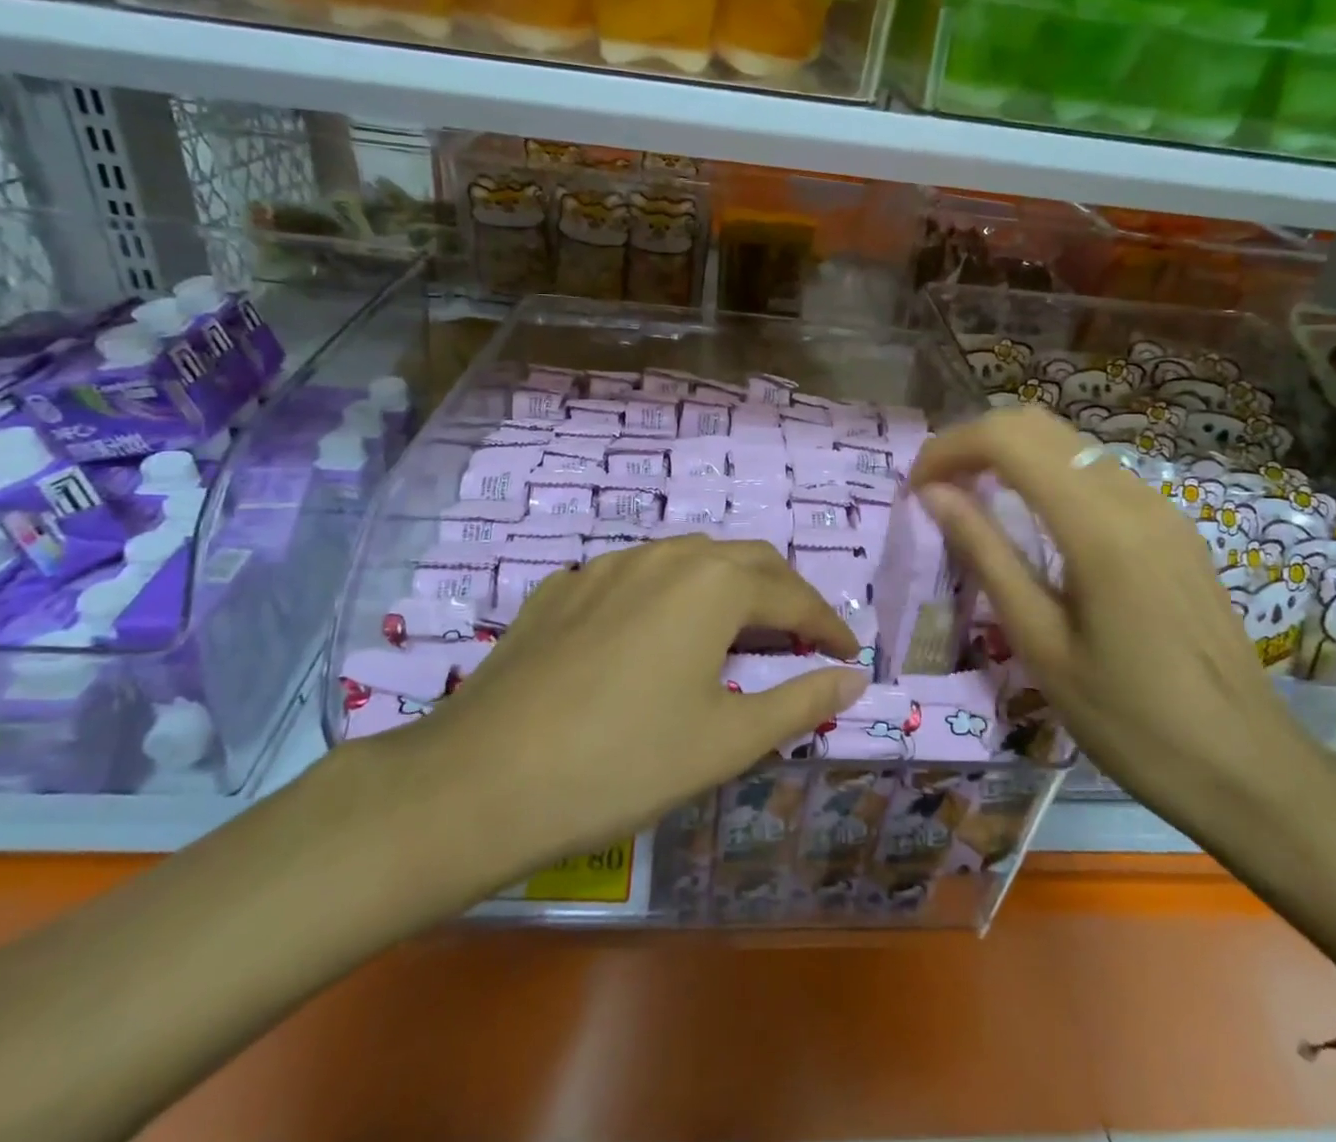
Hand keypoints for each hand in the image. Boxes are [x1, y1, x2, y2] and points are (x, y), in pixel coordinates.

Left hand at [339, 536, 865, 915]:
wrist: (481, 779)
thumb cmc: (623, 762)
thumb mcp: (727, 740)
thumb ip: (800, 701)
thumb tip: (854, 678)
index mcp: (713, 583)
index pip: (793, 596)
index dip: (827, 625)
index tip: (848, 655)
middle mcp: (664, 555)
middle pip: (745, 561)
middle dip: (783, 595)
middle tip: (800, 639)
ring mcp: (606, 565)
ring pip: (687, 561)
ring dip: (726, 589)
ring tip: (735, 634)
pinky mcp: (562, 587)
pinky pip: (635, 577)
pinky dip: (668, 597)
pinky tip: (654, 639)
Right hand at [909, 407, 1335, 833]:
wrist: (1248, 768)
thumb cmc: (1130, 721)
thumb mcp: (1041, 643)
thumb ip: (987, 555)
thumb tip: (934, 494)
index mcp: (1097, 526)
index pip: (1007, 439)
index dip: (949, 448)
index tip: (916, 487)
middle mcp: (1132, 497)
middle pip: (1037, 424)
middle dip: (975, 441)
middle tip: (938, 488)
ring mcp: (1160, 507)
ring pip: (1068, 441)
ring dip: (1011, 454)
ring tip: (973, 499)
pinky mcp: (1173, 526)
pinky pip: (1096, 471)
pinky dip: (1047, 474)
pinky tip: (1031, 521)